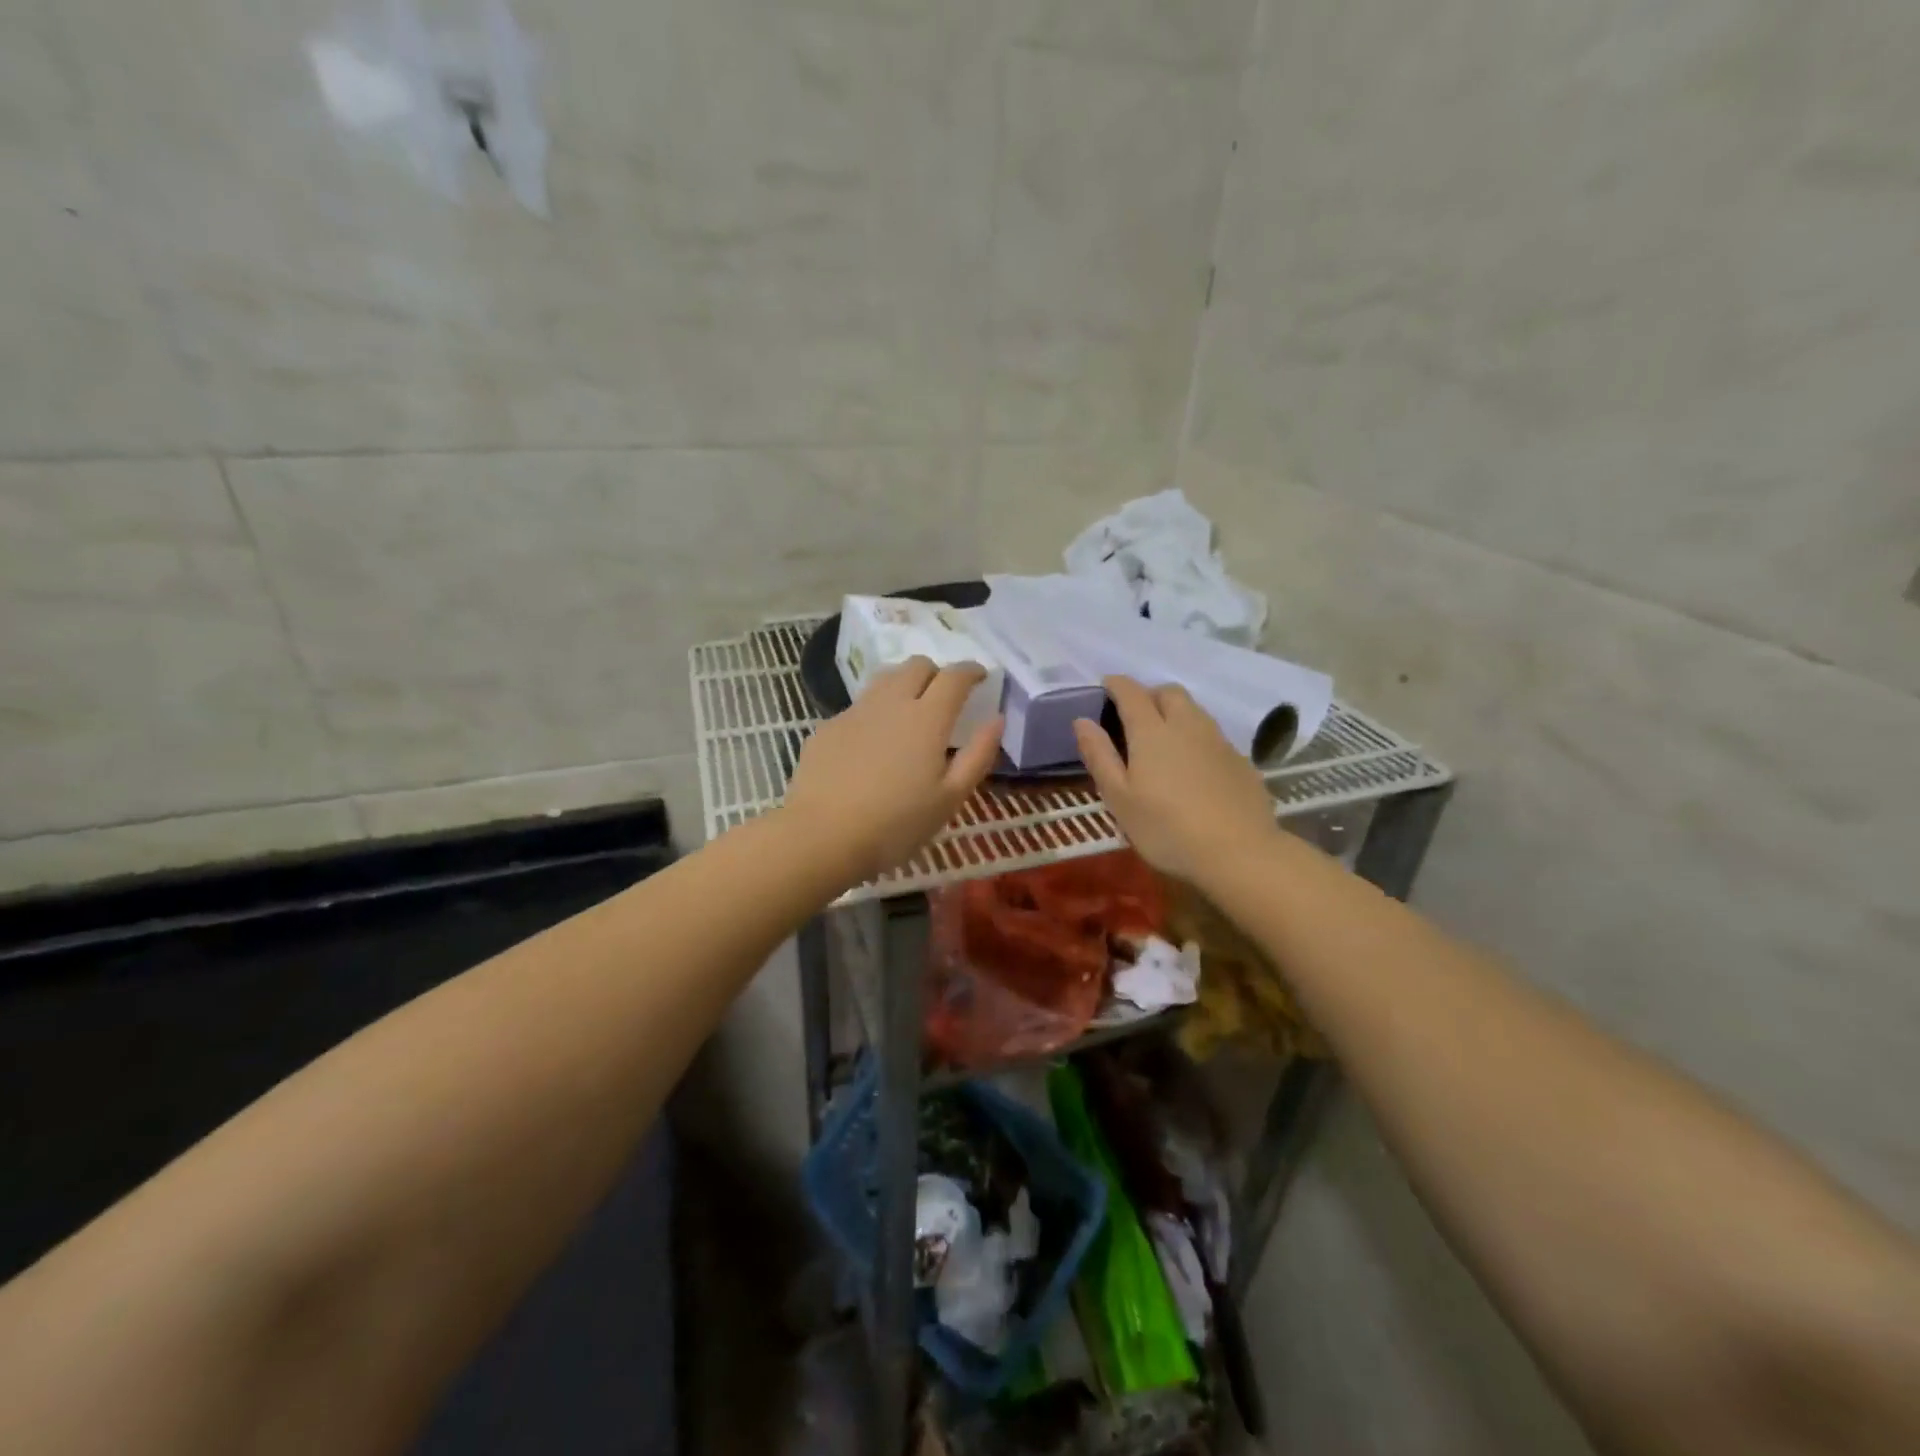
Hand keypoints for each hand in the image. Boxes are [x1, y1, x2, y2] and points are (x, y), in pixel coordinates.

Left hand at [783, 657, 1002, 884]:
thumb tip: (996, 720)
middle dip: (937, 672)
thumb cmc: (896, 824)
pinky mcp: (828, 727)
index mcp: (927, 718)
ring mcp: (855, 712)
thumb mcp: (950, 798)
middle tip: (945, 696)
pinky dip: (875, 712)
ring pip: (885, 679)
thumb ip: (978, 755)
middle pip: (917, 665)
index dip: (972, 670)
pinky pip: (859, 706)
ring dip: (904, 683)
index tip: (981, 677)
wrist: (822, 836)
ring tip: (910, 710)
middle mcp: (891, 702)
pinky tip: (873, 743)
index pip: (955, 676)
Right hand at [1073, 676, 1277, 886]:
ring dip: (1176, 714)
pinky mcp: (1241, 761)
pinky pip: (1213, 736)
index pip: (1131, 692)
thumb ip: (1100, 756)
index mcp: (1152, 732)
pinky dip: (1197, 739)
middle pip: (1169, 692)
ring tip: (1164, 741)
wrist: (1240, 853)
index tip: (1106, 687)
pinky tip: (1194, 768)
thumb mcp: (1120, 799)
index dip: (1116, 685)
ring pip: (1195, 711)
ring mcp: (1219, 741)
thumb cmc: (1167, 829)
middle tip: (1135, 716)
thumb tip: (1082, 721)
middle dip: (1149, 694)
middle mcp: (1187, 726)